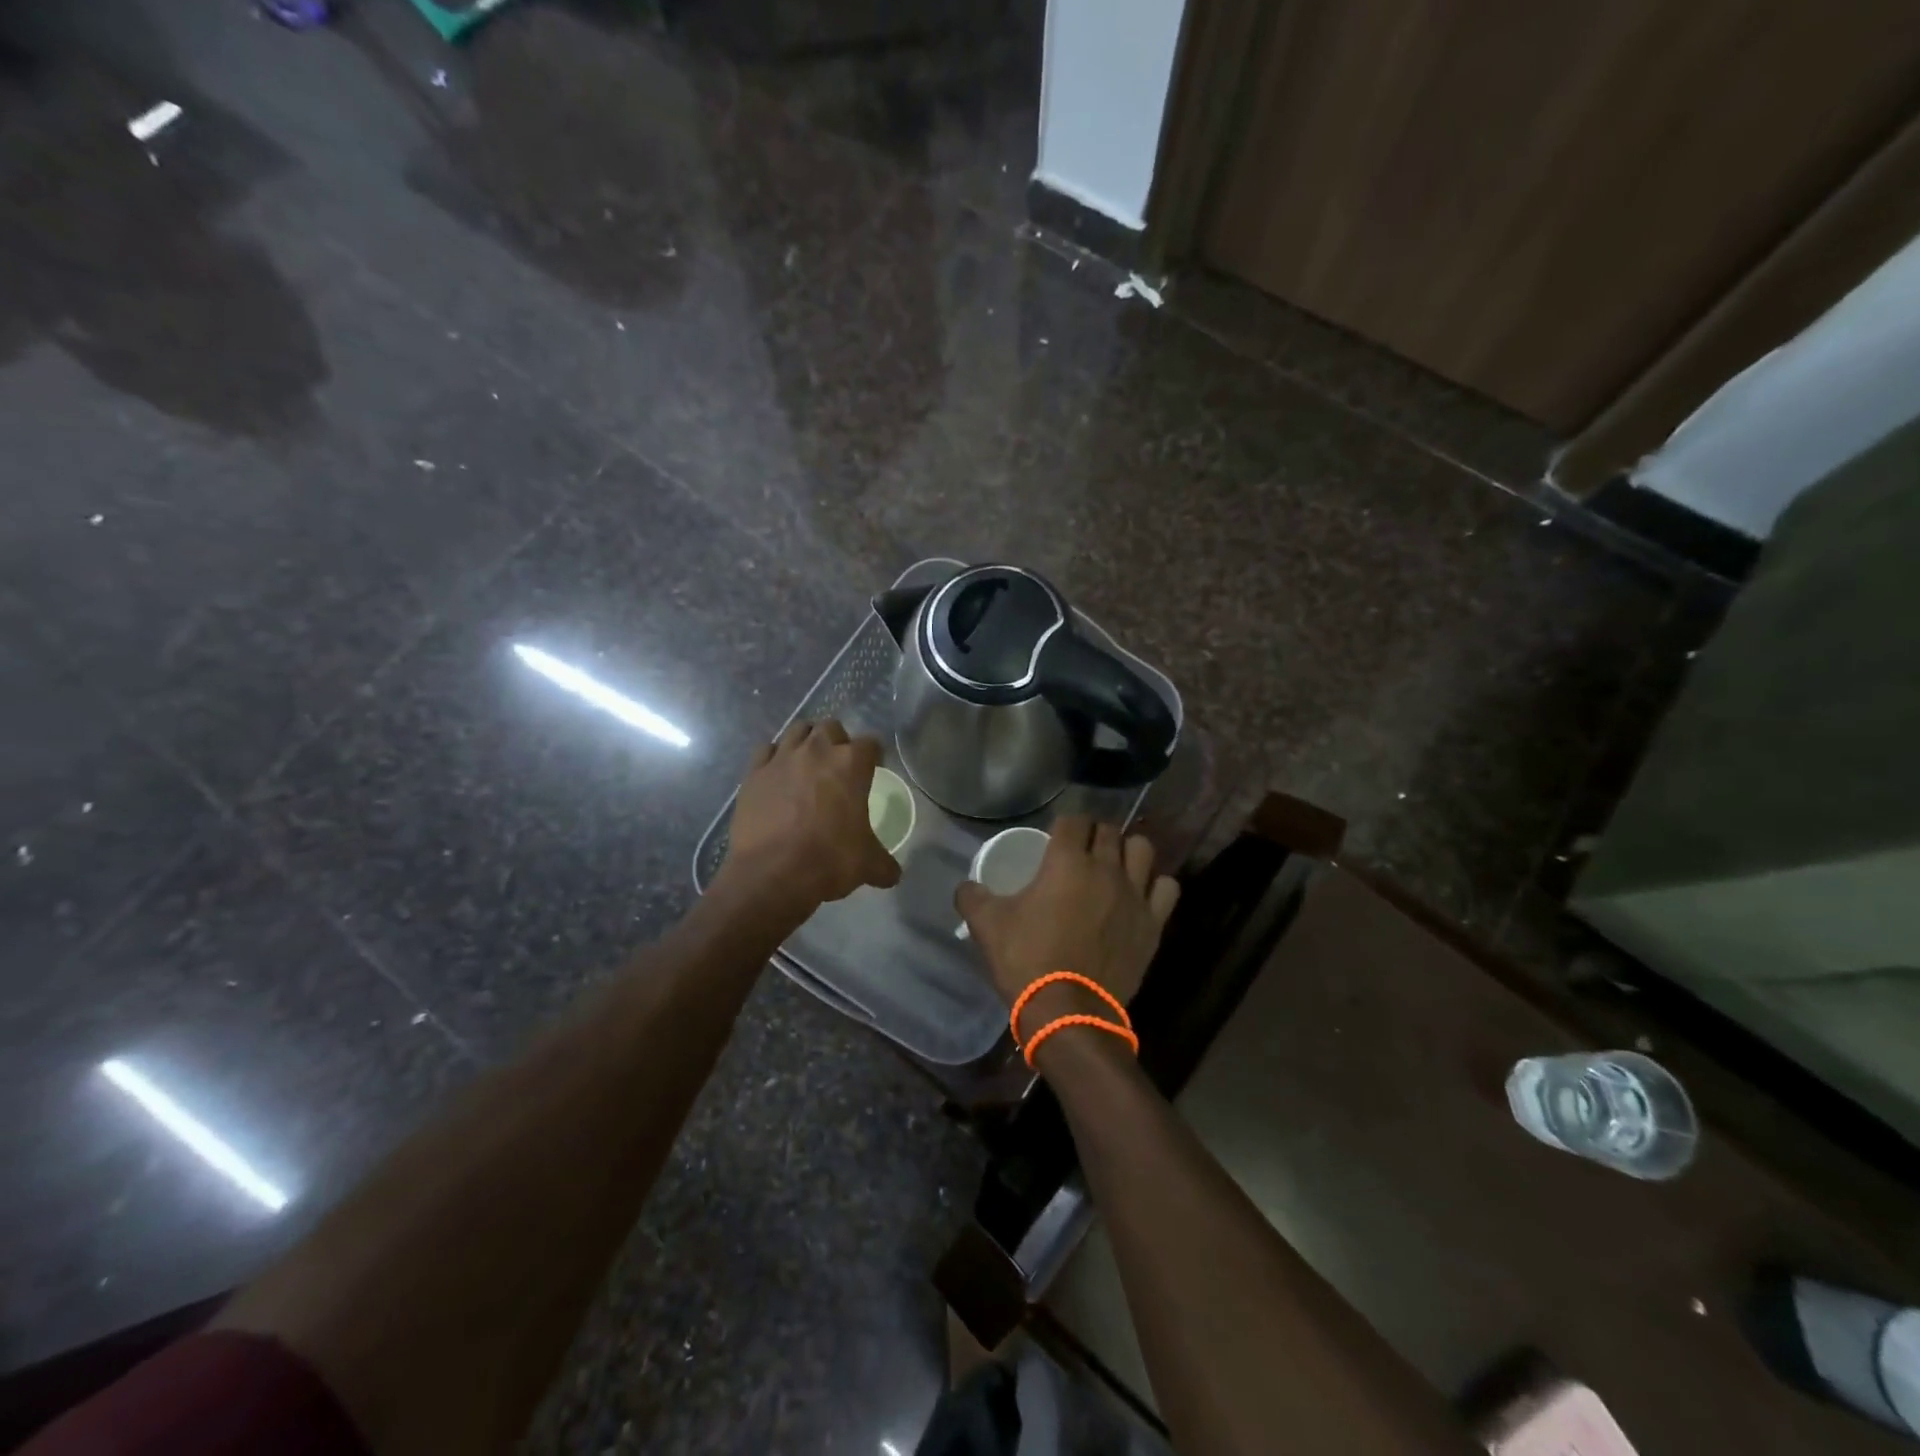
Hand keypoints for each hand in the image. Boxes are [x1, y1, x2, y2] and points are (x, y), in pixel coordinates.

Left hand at [722, 720, 901, 910]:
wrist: (771, 873)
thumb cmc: (828, 860)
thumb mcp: (867, 865)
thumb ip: (884, 864)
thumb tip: (893, 874)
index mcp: (851, 764)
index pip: (871, 744)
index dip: (873, 756)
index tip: (873, 769)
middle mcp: (817, 751)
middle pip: (831, 728)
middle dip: (837, 741)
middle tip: (838, 767)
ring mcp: (782, 758)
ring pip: (797, 730)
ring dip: (806, 742)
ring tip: (807, 764)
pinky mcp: (754, 772)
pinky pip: (766, 751)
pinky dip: (774, 758)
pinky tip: (777, 775)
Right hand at [955, 815, 1179, 1025]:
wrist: (1069, 1012)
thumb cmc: (1027, 959)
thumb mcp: (987, 925)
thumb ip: (972, 896)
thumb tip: (966, 886)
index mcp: (1066, 861)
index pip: (1073, 820)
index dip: (1064, 824)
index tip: (1056, 837)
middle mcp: (1106, 868)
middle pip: (1109, 831)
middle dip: (1094, 834)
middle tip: (1081, 851)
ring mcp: (1135, 894)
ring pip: (1143, 850)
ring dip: (1128, 851)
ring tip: (1115, 865)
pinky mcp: (1153, 922)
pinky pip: (1166, 887)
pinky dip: (1155, 884)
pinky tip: (1141, 893)